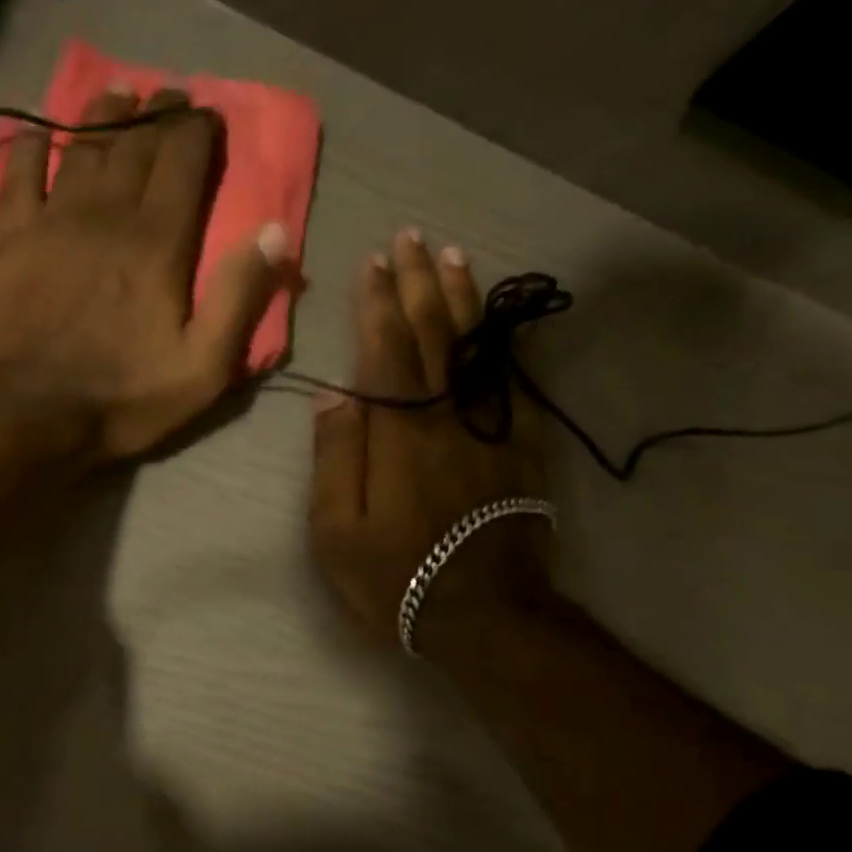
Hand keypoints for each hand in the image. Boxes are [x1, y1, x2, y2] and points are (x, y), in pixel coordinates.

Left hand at [0, 84, 288, 461]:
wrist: (34, 414)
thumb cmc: (125, 397)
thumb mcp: (204, 366)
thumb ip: (239, 297)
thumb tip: (275, 230)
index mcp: (158, 241)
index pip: (183, 160)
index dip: (197, 129)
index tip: (206, 114)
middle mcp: (106, 215)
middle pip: (135, 144)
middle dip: (157, 113)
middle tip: (168, 96)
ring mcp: (52, 222)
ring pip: (81, 147)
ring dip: (103, 115)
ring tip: (117, 95)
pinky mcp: (9, 239)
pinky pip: (19, 175)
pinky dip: (31, 146)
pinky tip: (40, 130)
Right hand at [308, 231, 552, 656]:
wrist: (483, 613)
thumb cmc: (395, 576)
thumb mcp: (337, 531)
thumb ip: (335, 459)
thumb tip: (333, 396)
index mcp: (399, 434)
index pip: (388, 351)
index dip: (379, 304)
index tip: (373, 263)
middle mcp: (447, 416)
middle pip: (434, 335)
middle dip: (419, 283)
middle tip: (411, 237)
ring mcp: (489, 428)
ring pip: (476, 347)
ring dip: (462, 297)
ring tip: (452, 256)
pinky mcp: (519, 445)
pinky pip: (512, 379)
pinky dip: (501, 340)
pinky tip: (494, 318)